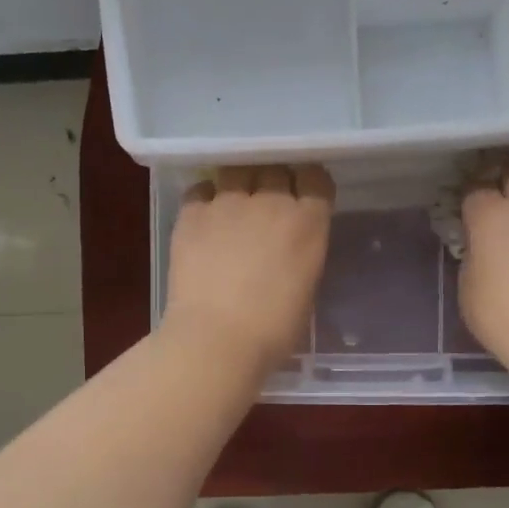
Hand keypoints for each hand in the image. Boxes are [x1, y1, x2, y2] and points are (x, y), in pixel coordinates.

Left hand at [164, 165, 333, 374]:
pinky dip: (205, 198)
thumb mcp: (305, 288)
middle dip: (273, 180)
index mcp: (308, 223)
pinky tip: (204, 217)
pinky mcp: (192, 213)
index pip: (316, 178)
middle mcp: (271, 202)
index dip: (309, 183)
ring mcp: (228, 203)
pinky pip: (200, 190)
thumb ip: (301, 254)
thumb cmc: (273, 330)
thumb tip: (288, 247)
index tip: (303, 194)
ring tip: (233, 204)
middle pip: (275, 169)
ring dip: (239, 183)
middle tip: (266, 202)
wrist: (216, 338)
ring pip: (237, 172)